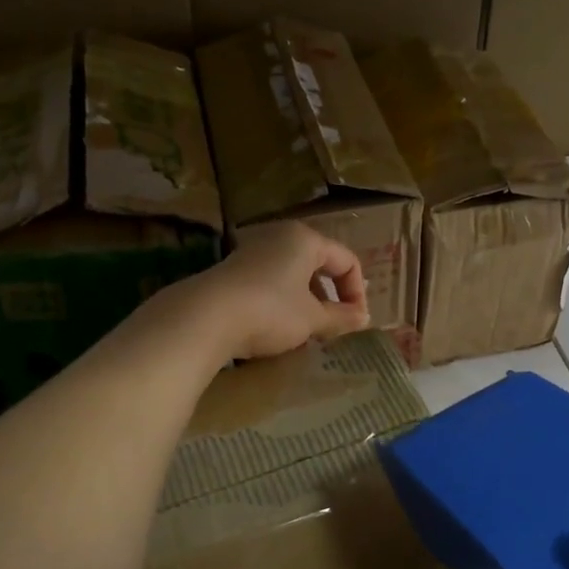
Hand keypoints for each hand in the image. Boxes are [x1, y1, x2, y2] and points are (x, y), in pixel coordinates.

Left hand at [175, 222, 369, 360]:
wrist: (205, 318)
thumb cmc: (270, 311)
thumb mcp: (312, 319)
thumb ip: (341, 317)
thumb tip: (363, 318)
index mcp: (306, 240)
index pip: (347, 260)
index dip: (357, 293)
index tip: (356, 322)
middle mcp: (280, 237)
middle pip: (319, 265)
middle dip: (331, 298)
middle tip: (333, 327)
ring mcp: (254, 252)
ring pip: (294, 275)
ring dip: (307, 302)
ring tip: (306, 331)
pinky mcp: (234, 270)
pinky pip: (271, 282)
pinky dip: (283, 302)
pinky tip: (276, 328)